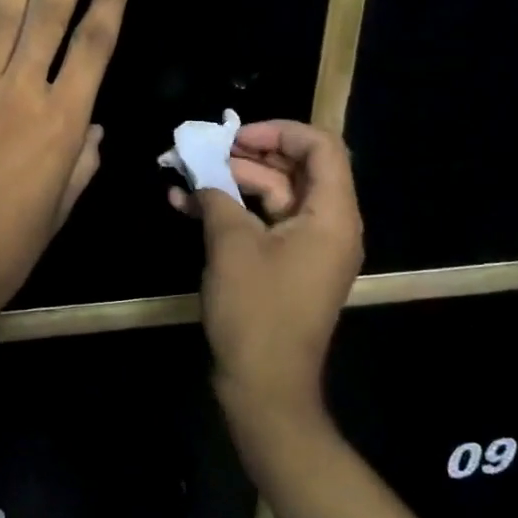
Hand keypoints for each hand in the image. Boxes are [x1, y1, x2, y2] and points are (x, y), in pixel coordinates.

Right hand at [171, 120, 362, 421]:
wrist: (265, 386)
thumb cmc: (256, 311)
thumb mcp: (231, 245)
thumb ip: (217, 196)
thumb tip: (200, 174)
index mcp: (332, 215)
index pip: (321, 148)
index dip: (280, 131)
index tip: (236, 135)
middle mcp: (328, 225)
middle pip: (296, 168)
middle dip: (248, 154)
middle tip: (206, 148)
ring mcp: (308, 247)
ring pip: (275, 195)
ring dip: (232, 181)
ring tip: (185, 172)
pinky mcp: (287, 265)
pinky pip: (264, 223)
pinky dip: (231, 211)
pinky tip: (185, 204)